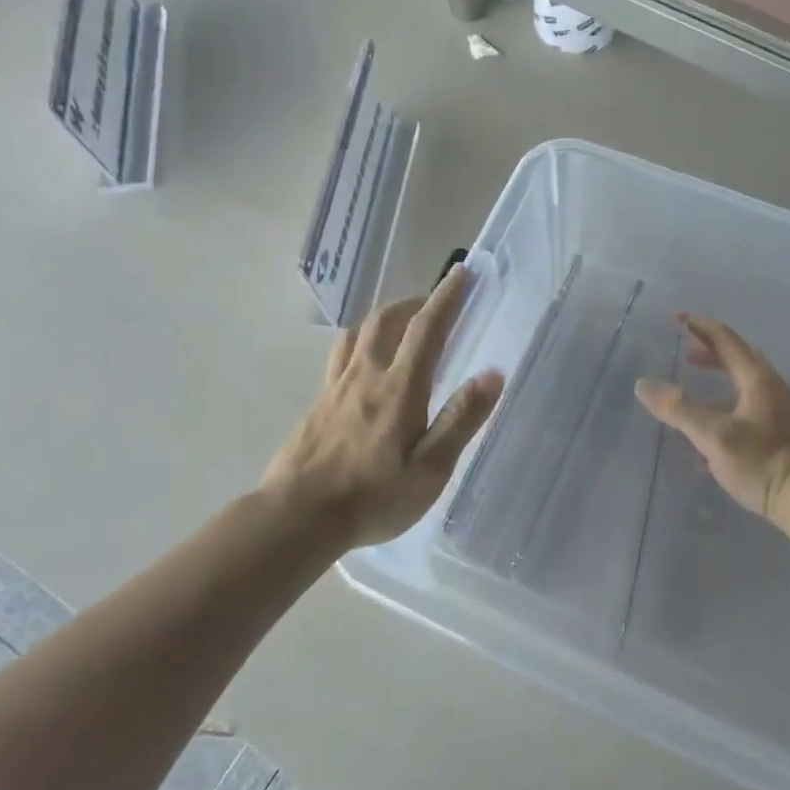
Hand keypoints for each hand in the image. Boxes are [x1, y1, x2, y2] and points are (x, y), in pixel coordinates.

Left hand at [263, 267, 503, 549]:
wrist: (297, 516)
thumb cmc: (373, 497)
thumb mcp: (430, 469)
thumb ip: (460, 419)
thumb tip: (491, 374)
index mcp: (399, 388)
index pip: (427, 329)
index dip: (447, 297)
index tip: (462, 273)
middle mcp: (365, 376)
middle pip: (387, 320)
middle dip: (414, 302)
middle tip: (434, 303)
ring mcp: (335, 388)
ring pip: (358, 333)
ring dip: (383, 318)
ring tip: (400, 325)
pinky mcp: (316, 404)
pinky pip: (340, 357)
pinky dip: (360, 343)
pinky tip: (363, 365)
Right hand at [634, 315, 789, 524]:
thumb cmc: (762, 463)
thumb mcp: (713, 436)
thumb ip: (678, 410)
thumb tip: (643, 385)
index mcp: (757, 379)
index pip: (725, 339)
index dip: (699, 326)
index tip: (675, 317)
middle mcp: (772, 386)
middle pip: (738, 357)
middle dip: (709, 350)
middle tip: (683, 349)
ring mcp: (780, 409)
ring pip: (744, 382)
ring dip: (718, 378)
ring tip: (693, 384)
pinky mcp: (782, 431)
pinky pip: (748, 404)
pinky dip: (726, 403)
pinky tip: (710, 430)